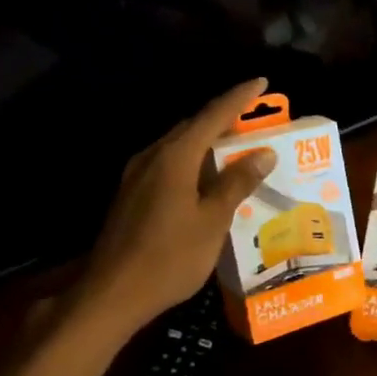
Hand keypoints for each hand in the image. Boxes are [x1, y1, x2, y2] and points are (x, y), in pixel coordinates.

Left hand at [76, 77, 275, 328]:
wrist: (112, 294)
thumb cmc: (170, 257)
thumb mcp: (213, 220)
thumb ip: (237, 183)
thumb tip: (263, 152)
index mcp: (174, 158)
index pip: (213, 116)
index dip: (239, 98)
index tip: (261, 81)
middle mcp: (152, 157)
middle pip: (192, 126)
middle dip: (224, 118)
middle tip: (255, 119)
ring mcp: (136, 176)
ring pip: (178, 145)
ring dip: (207, 140)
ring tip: (236, 146)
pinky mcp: (131, 195)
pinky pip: (168, 164)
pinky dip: (193, 160)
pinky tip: (206, 177)